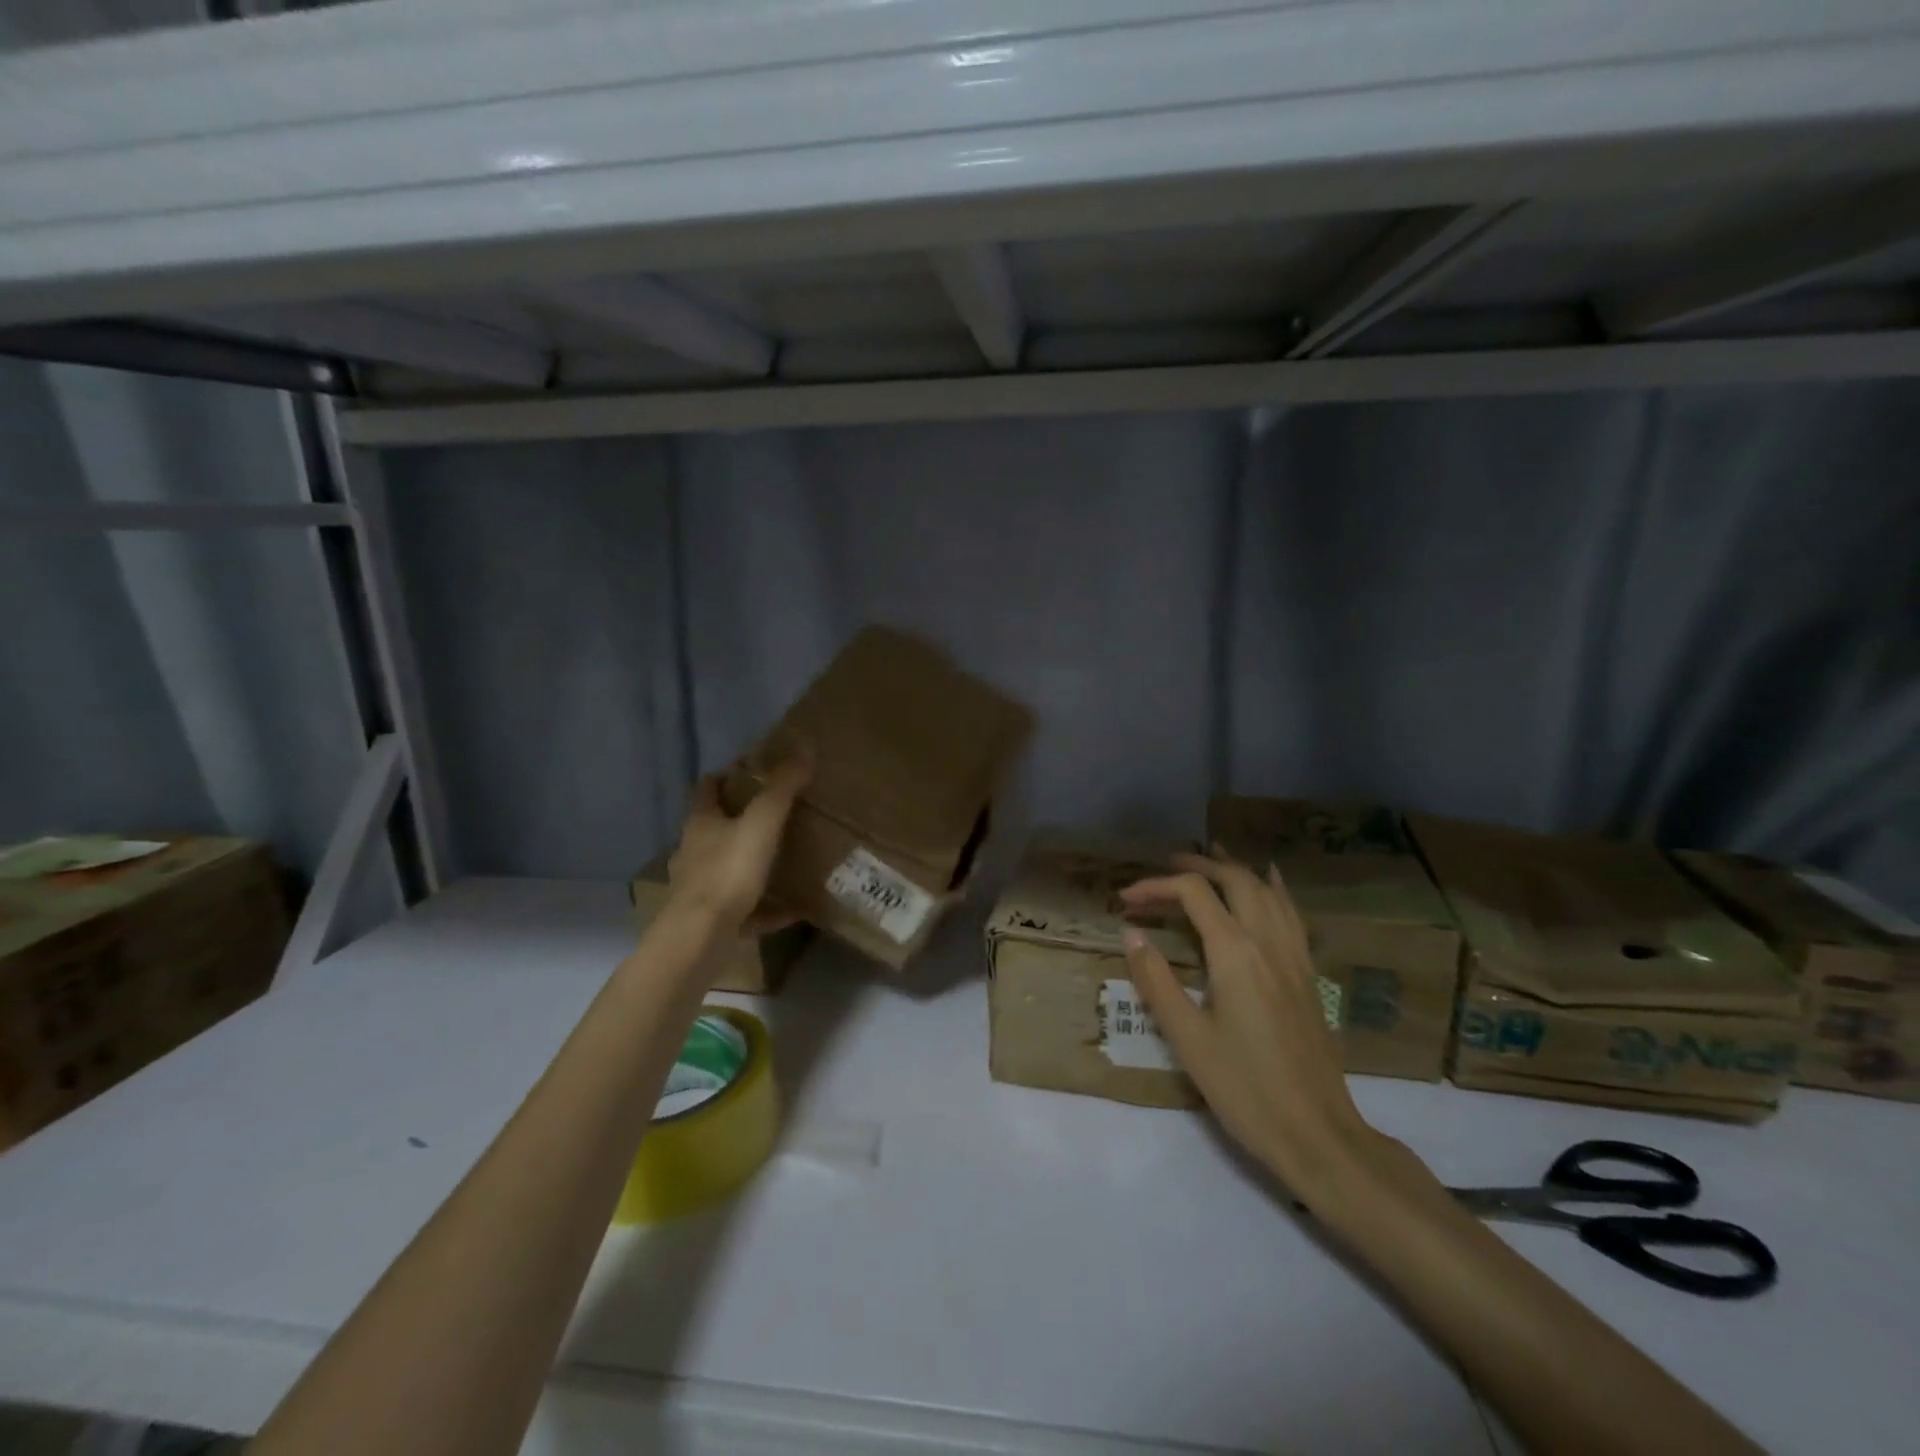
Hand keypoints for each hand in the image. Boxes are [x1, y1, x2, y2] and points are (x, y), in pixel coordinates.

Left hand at [668, 754, 810, 933]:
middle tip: (776, 812)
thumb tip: (804, 747)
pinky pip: (745, 908)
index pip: (707, 788)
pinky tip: (793, 910)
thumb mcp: (762, 823)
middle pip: (716, 827)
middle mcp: (694, 851)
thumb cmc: (728, 871)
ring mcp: (700, 887)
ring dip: (751, 862)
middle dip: (741, 819)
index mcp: (701, 822)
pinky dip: (766, 907)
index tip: (752, 771)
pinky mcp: (712, 919)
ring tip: (785, 858)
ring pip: (728, 867)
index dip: (726, 776)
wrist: (701, 937)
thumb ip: (782, 788)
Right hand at [1118, 849, 1381, 1198]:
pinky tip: (1270, 883)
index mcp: (1235, 954)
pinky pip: (1291, 914)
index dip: (1155, 887)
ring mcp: (1294, 957)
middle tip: (1165, 865)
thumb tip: (1132, 933)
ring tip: (1211, 857)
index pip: (1193, 895)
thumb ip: (1156, 981)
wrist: (1318, 1135)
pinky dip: (1274, 889)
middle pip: (1235, 880)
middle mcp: (1268, 943)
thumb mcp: (1187, 1039)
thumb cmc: (1245, 1089)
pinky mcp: (1308, 976)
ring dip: (1236, 869)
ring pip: (1267, 892)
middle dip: (1198, 865)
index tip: (1125, 900)